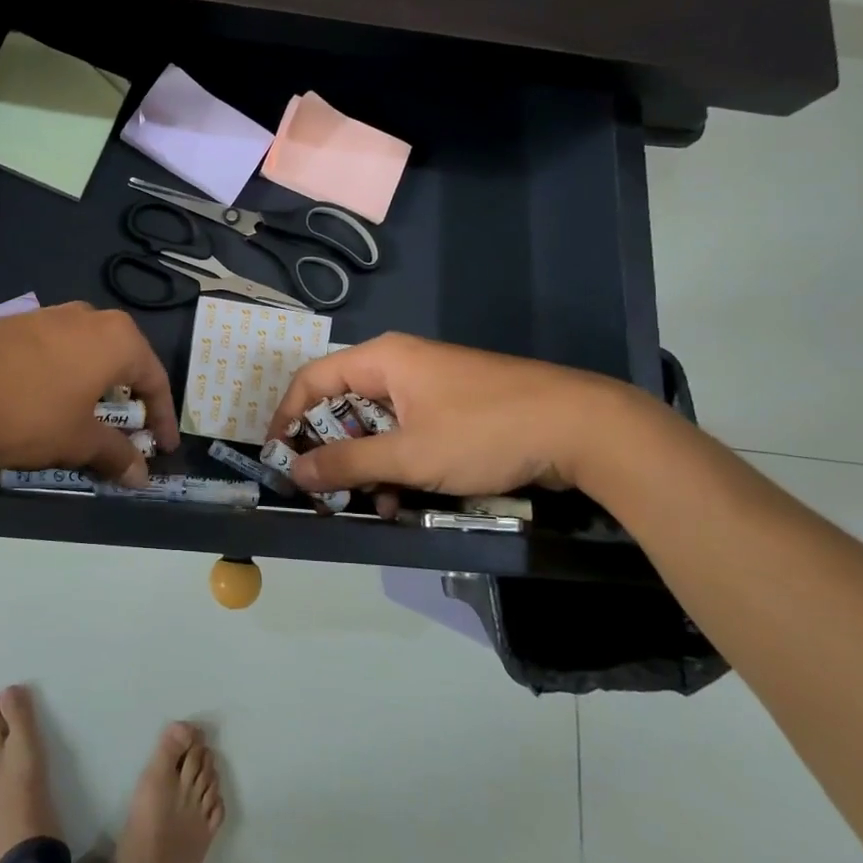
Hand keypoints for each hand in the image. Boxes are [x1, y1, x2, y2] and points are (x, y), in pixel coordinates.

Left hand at [0, 303, 179, 486]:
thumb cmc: (30, 410)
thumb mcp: (78, 439)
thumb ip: (115, 455)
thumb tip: (141, 476)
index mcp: (118, 339)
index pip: (155, 380)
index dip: (162, 419)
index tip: (162, 449)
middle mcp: (89, 318)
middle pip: (121, 362)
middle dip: (126, 401)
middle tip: (127, 435)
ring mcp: (49, 316)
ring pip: (85, 356)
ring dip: (91, 391)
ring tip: (84, 424)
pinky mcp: (14, 324)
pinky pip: (53, 354)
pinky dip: (60, 381)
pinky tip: (42, 406)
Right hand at [265, 332, 640, 503]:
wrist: (583, 428)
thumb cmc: (484, 432)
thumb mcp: (409, 456)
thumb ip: (348, 464)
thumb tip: (294, 472)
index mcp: (382, 359)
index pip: (312, 380)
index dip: (288, 418)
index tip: (278, 459)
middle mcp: (400, 364)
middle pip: (343, 403)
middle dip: (330, 448)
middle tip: (323, 490)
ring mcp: (430, 385)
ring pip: (377, 423)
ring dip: (366, 463)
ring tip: (370, 504)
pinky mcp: (455, 406)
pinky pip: (408, 431)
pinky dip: (398, 462)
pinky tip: (404, 498)